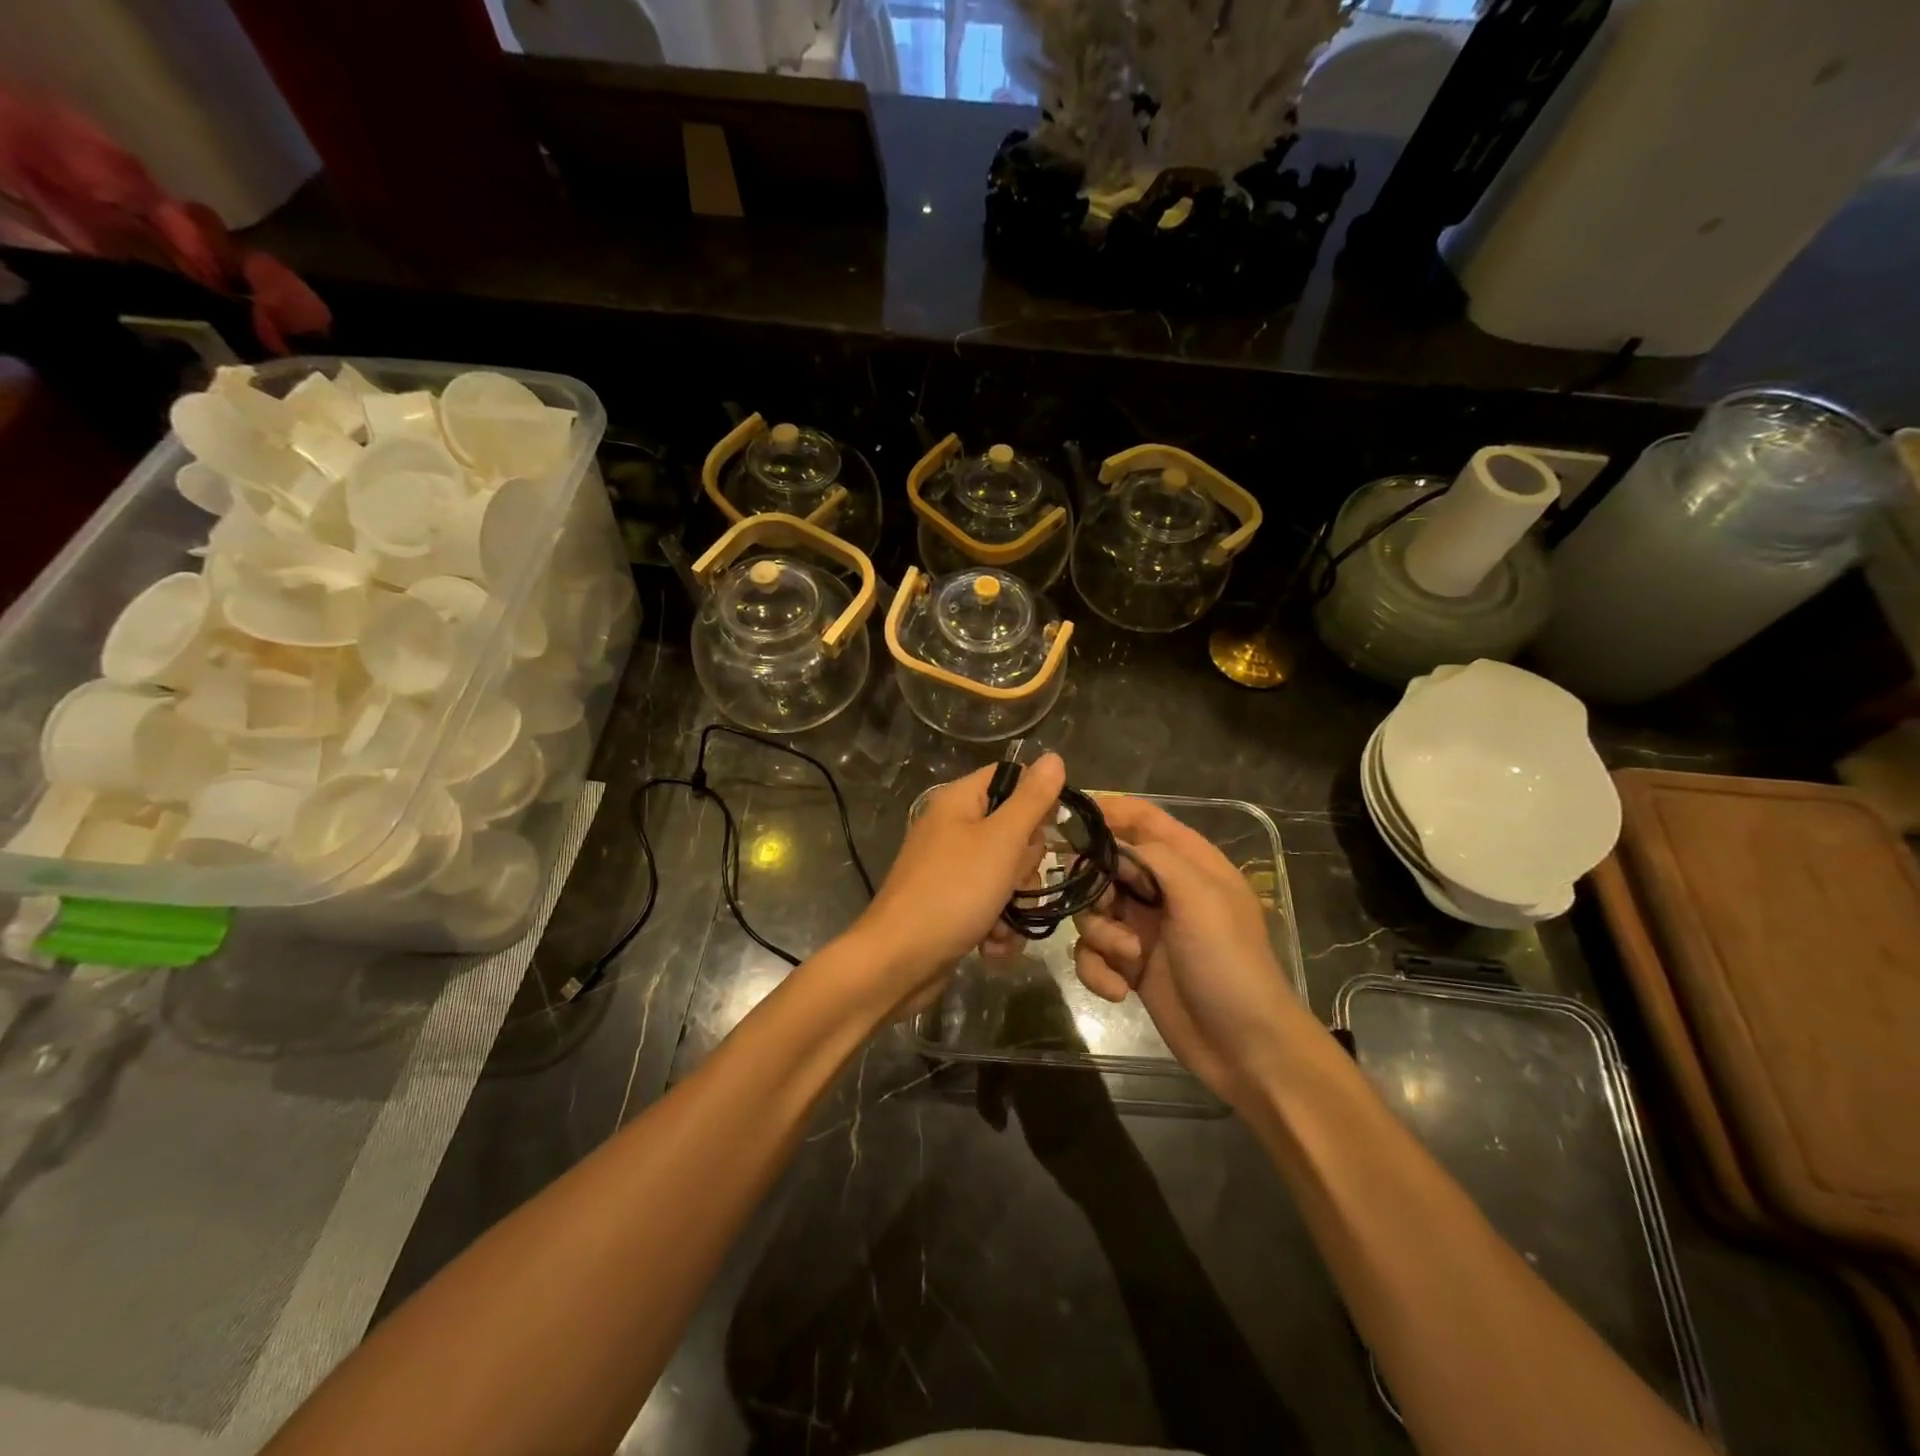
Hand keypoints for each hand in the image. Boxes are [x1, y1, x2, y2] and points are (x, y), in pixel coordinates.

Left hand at [852, 753, 1065, 1015]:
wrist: (898, 962)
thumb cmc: (953, 892)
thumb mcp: (1001, 841)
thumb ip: (1032, 800)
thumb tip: (1054, 757)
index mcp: (958, 802)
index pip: (1009, 778)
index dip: (1036, 800)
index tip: (1052, 830)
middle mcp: (953, 829)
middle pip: (1014, 831)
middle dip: (1025, 867)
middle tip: (1014, 882)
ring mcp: (951, 869)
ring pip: (1007, 874)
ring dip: (1014, 905)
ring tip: (1000, 926)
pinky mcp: (951, 904)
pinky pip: (990, 905)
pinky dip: (996, 927)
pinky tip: (991, 947)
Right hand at [1073, 796, 1305, 1106]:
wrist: (1246, 1048)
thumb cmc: (1229, 962)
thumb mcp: (1201, 897)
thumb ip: (1155, 857)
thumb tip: (1112, 844)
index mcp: (1189, 863)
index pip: (1143, 818)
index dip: (1108, 811)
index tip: (1068, 817)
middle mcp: (1162, 889)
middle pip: (1105, 865)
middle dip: (1094, 885)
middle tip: (1104, 905)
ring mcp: (1143, 928)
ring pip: (1091, 911)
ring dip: (1099, 934)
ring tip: (1127, 957)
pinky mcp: (1128, 965)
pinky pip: (1091, 953)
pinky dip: (1097, 970)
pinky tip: (1119, 991)